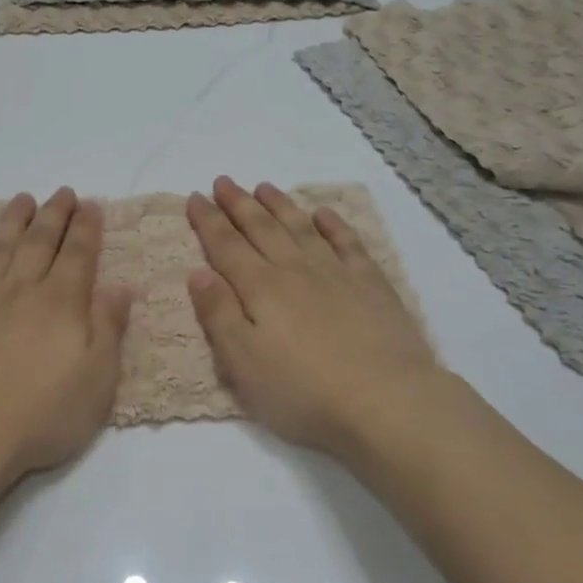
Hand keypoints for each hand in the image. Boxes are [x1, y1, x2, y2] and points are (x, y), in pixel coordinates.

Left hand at [0, 188, 133, 493]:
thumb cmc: (37, 418)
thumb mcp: (96, 384)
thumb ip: (109, 330)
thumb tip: (121, 286)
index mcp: (61, 304)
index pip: (78, 255)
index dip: (87, 228)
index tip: (91, 204)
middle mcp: (21, 289)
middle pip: (40, 241)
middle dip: (55, 214)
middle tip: (63, 192)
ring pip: (0, 245)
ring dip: (14, 219)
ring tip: (24, 199)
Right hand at [186, 176, 439, 463]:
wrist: (387, 402)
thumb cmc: (303, 390)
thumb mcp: (243, 362)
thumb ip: (218, 314)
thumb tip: (197, 272)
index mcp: (260, 288)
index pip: (226, 245)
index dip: (208, 220)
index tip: (195, 196)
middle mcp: (295, 270)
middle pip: (261, 228)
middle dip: (238, 204)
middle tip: (223, 181)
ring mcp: (336, 273)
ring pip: (300, 228)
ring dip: (280, 206)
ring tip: (264, 187)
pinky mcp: (371, 285)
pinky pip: (348, 242)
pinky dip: (333, 224)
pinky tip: (324, 214)